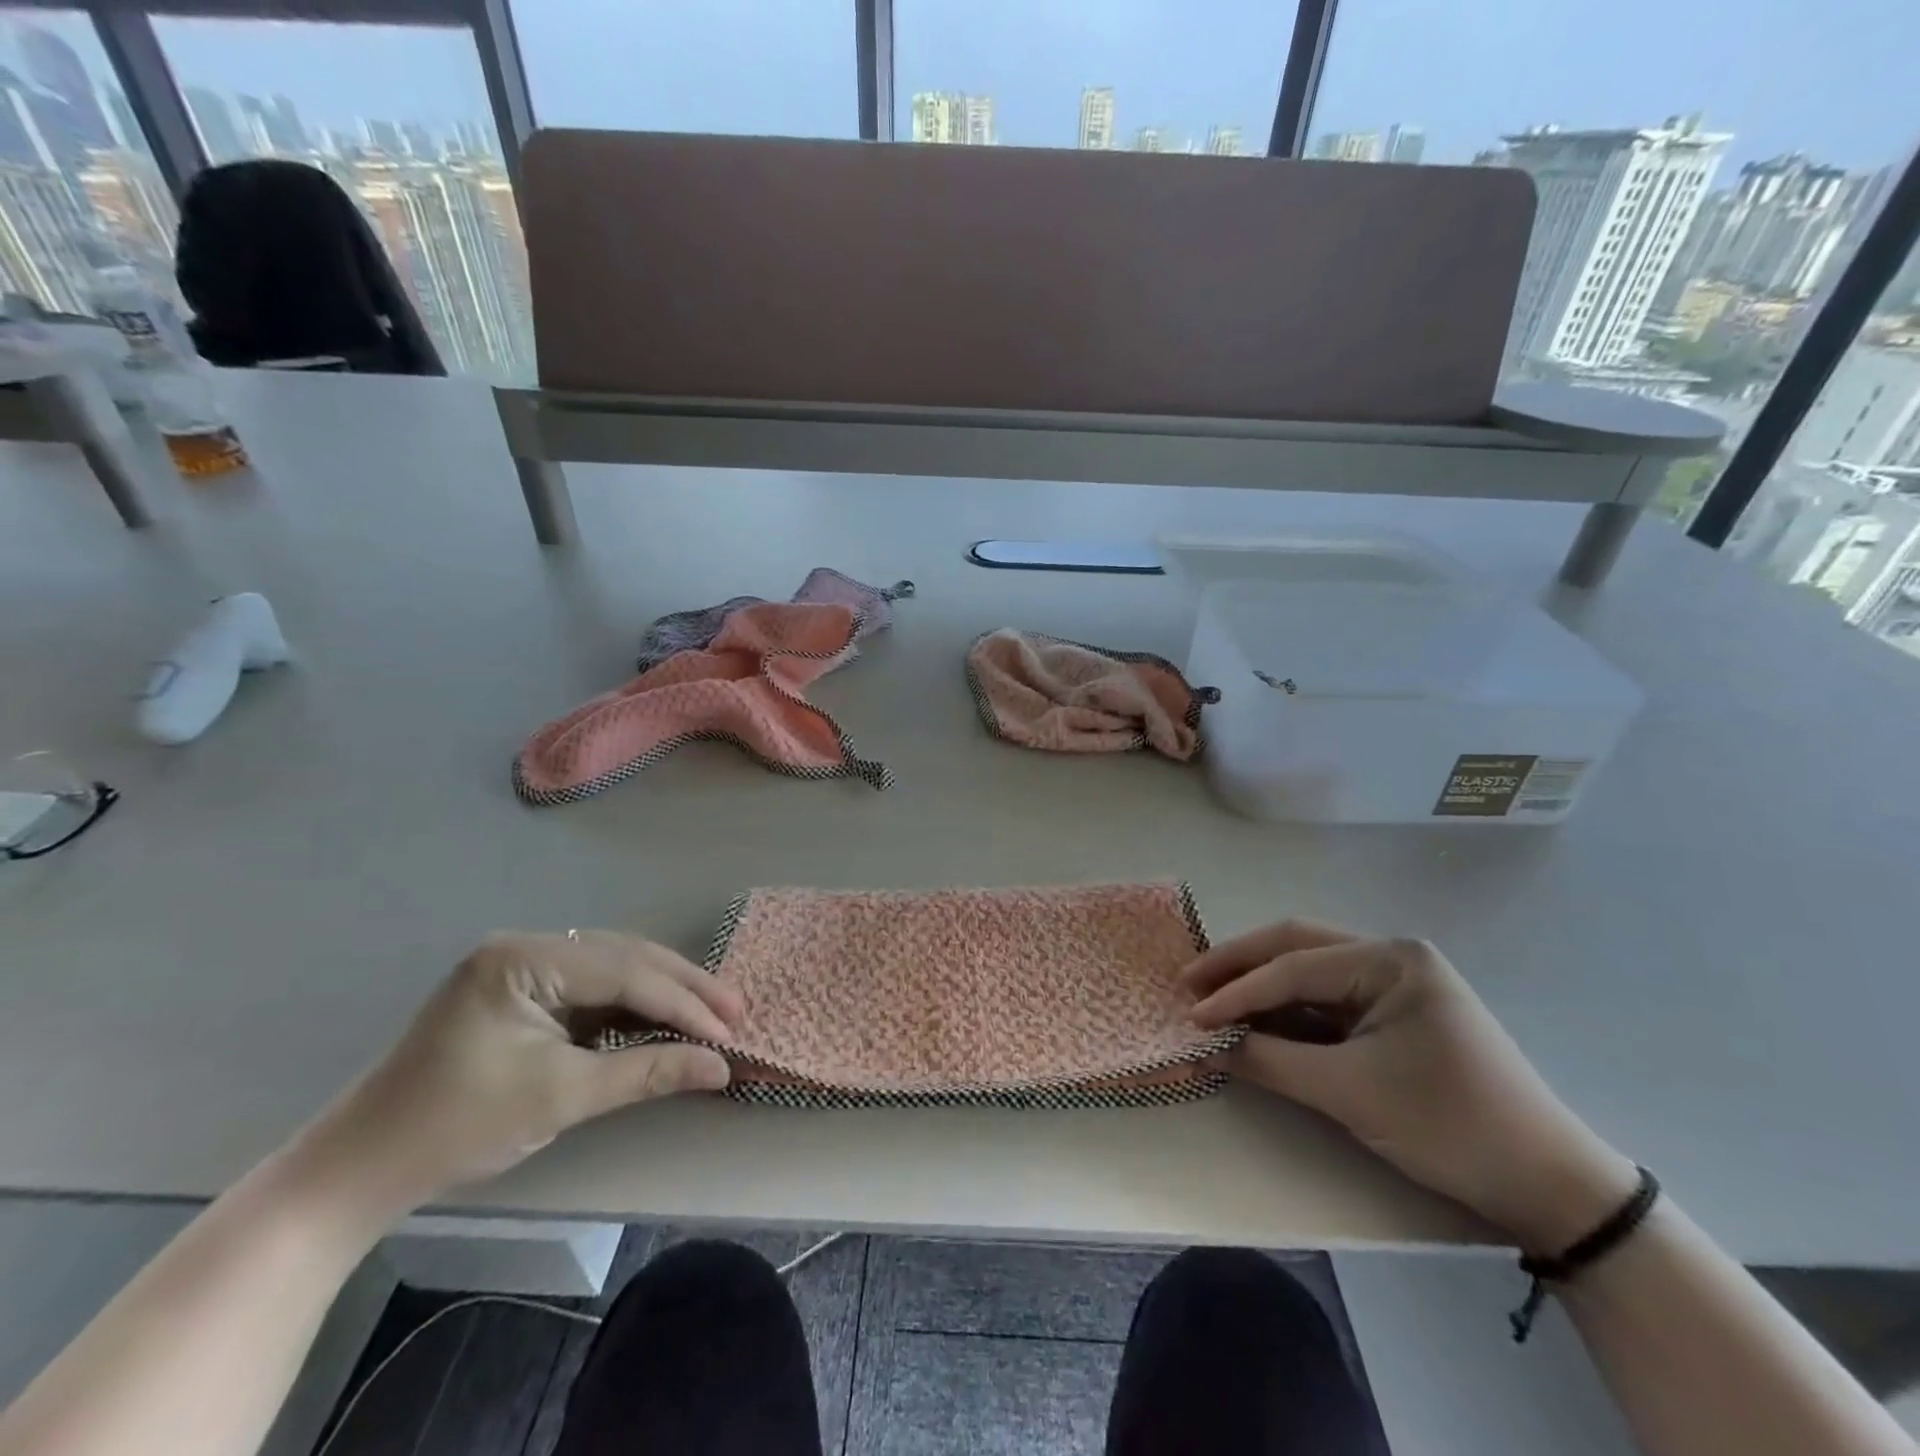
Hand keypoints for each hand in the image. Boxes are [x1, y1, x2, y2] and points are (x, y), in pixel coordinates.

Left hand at [288, 930, 740, 1226]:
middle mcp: (528, 945)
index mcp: (525, 958)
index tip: (729, 1032)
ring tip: (715, 1013)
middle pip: (626, 956)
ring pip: (616, 966)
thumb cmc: (456, 1128)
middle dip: (684, 987)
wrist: (359, 1170)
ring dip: (665, 992)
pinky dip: (635, 1005)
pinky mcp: (526, 990)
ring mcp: (525, 965)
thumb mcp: (561, 1098)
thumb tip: (721, 1067)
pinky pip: (596, 987)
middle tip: (737, 1012)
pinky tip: (666, 1018)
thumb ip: (646, 1072)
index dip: (683, 1002)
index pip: (624, 970)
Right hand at [1186, 920, 1637, 1252]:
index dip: (1237, 992)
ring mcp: (1393, 984)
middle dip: (1239, 965)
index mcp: (1390, 958)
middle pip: (1296, 947)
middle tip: (1189, 984)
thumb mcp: (1351, 1093)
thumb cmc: (1452, 1124)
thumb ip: (1271, 1062)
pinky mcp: (1391, 1015)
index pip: (1294, 968)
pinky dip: (1286, 1012)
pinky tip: (1254, 1021)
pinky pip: (1326, 1002)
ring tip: (1211, 1000)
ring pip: (1308, 972)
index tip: (1192, 1016)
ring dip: (1259, 986)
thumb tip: (1207, 1047)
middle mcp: (1390, 956)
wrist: (1550, 1185)